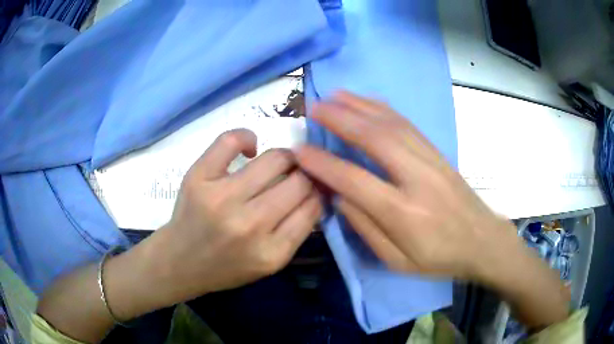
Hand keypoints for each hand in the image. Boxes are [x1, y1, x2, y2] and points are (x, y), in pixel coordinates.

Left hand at [143, 129, 321, 305]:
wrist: (180, 262)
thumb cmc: (227, 267)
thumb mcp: (270, 264)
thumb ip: (297, 231)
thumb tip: (316, 189)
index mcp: (271, 252)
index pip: (312, 206)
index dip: (319, 191)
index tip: (316, 186)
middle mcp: (249, 224)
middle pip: (299, 181)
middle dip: (306, 174)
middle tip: (299, 174)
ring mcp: (221, 198)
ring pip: (275, 158)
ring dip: (285, 158)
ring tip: (278, 164)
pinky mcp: (199, 177)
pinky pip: (231, 140)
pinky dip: (247, 137)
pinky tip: (250, 149)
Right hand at [295, 91, 568, 328]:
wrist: (482, 240)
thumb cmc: (439, 257)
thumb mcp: (397, 260)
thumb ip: (366, 228)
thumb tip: (339, 196)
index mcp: (404, 213)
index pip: (355, 180)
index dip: (323, 164)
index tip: (300, 151)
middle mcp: (417, 179)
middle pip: (374, 138)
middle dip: (340, 119)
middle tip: (313, 107)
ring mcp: (430, 160)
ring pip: (391, 124)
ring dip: (359, 106)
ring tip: (334, 96)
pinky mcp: (437, 152)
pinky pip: (406, 124)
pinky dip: (382, 109)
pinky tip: (366, 102)